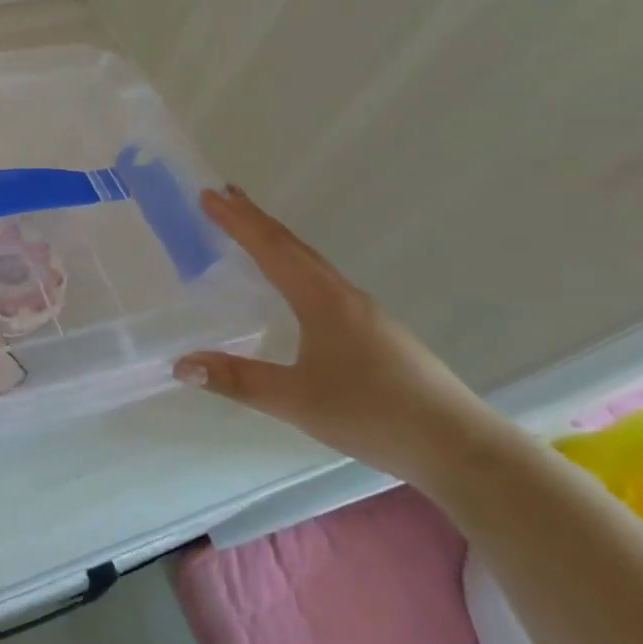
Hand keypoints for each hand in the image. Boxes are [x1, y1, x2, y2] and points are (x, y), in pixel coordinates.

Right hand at [174, 186, 508, 486]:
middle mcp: (344, 296)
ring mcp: (364, 313)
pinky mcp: (376, 332)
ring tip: (251, 231)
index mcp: (323, 301)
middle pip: (293, 247)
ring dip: (277, 242)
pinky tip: (293, 284)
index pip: (272, 250)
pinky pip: (323, 282)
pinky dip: (295, 266)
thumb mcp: (297, 401)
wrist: (462, 448)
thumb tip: (180, 364)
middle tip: (224, 197)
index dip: (238, 222)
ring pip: (311, 263)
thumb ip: (237, 380)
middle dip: (256, 220)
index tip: (209, 195)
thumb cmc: (375, 415)